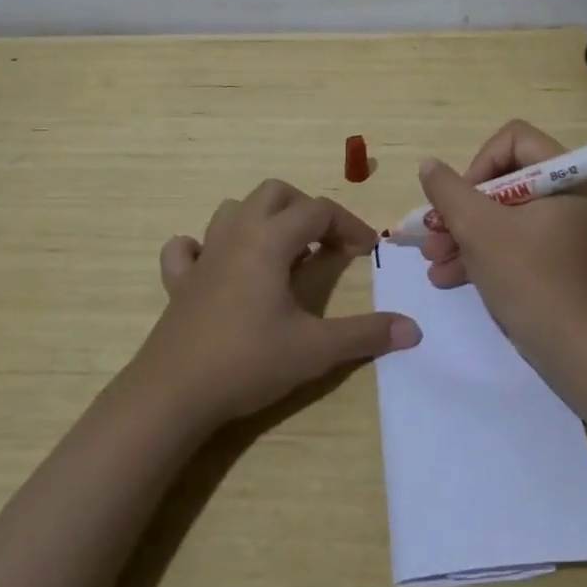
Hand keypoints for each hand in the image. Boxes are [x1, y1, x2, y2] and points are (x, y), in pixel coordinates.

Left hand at [136, 179, 421, 427]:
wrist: (173, 394)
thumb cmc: (248, 362)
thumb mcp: (315, 349)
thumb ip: (365, 335)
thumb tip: (413, 329)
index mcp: (270, 240)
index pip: (318, 211)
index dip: (348, 224)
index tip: (367, 249)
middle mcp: (237, 234)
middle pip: (274, 193)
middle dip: (305, 208)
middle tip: (324, 242)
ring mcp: (203, 255)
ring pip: (232, 210)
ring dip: (261, 219)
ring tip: (281, 252)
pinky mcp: (178, 282)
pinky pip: (186, 248)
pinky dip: (203, 247)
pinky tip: (217, 267)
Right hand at [418, 120, 586, 367]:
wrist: (570, 350)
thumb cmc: (527, 276)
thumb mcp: (478, 228)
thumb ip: (448, 190)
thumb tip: (429, 165)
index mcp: (563, 177)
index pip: (513, 139)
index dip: (480, 163)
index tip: (463, 198)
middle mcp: (565, 196)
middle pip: (501, 179)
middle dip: (460, 208)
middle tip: (434, 231)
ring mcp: (557, 230)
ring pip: (499, 214)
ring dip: (461, 233)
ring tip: (431, 258)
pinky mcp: (548, 259)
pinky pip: (508, 241)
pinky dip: (477, 254)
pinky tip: (444, 276)